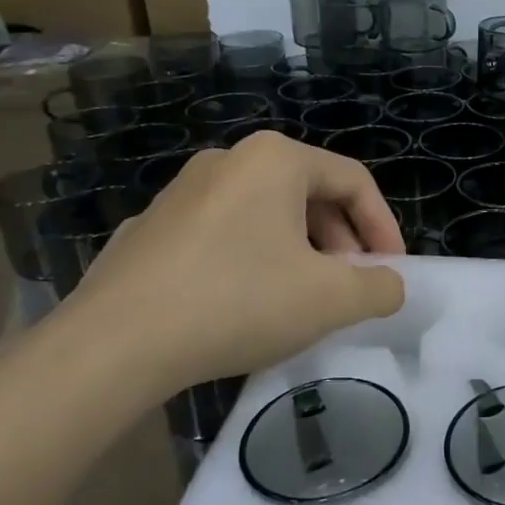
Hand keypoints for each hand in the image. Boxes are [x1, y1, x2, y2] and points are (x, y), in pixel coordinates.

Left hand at [48, 133, 405, 405]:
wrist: (113, 345)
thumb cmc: (238, 302)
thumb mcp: (331, 299)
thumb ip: (379, 287)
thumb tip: (388, 284)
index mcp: (276, 159)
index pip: (353, 181)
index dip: (384, 226)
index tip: (392, 271)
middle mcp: (228, 160)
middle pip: (309, 194)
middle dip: (341, 242)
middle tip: (350, 286)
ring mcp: (182, 192)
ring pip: (264, 214)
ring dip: (300, 252)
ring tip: (303, 298)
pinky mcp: (151, 229)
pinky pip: (221, 235)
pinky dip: (251, 260)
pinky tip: (245, 305)